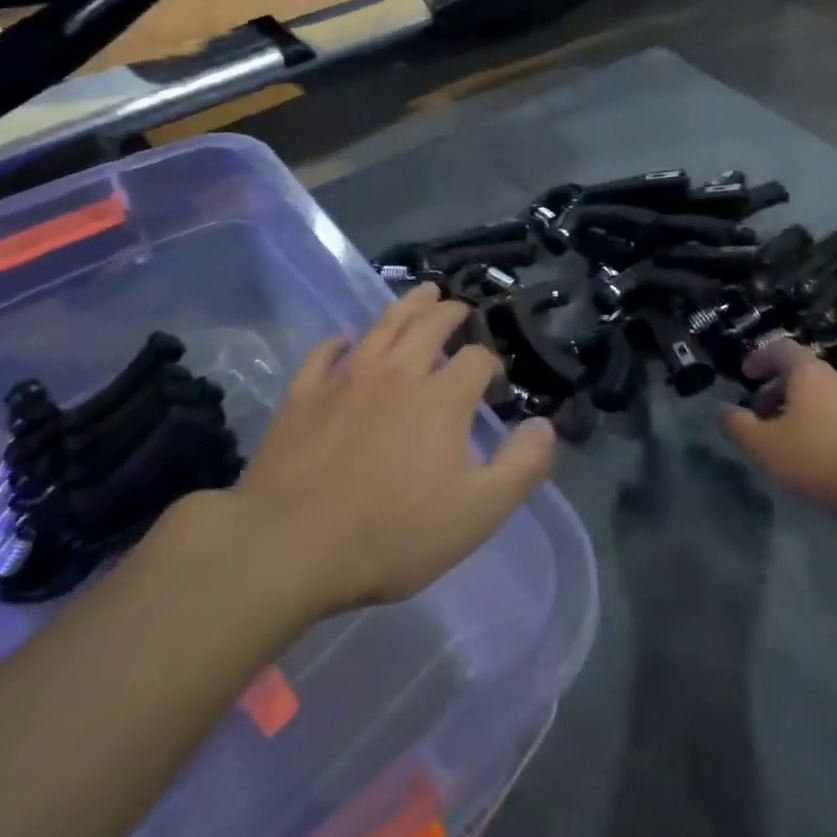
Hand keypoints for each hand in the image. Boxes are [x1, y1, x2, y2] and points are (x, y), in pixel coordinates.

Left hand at [237, 284, 556, 616]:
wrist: (292, 543)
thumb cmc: (393, 533)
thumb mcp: (477, 513)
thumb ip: (521, 466)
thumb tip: (544, 425)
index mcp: (442, 397)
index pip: (476, 359)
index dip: (490, 362)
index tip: (492, 378)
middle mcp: (398, 372)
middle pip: (429, 325)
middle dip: (450, 313)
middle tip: (458, 308)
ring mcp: (347, 377)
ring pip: (383, 325)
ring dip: (406, 305)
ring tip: (422, 294)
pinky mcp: (305, 392)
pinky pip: (326, 352)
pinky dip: (341, 340)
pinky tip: (346, 338)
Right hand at [719, 336, 836, 526]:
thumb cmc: (814, 458)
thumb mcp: (762, 444)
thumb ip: (737, 423)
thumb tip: (722, 410)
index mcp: (808, 372)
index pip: (780, 348)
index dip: (759, 358)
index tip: (744, 376)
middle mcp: (834, 380)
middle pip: (798, 371)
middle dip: (772, 387)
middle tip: (755, 411)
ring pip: (815, 394)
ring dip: (791, 406)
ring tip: (775, 434)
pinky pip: (830, 413)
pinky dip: (810, 421)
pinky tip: (801, 450)